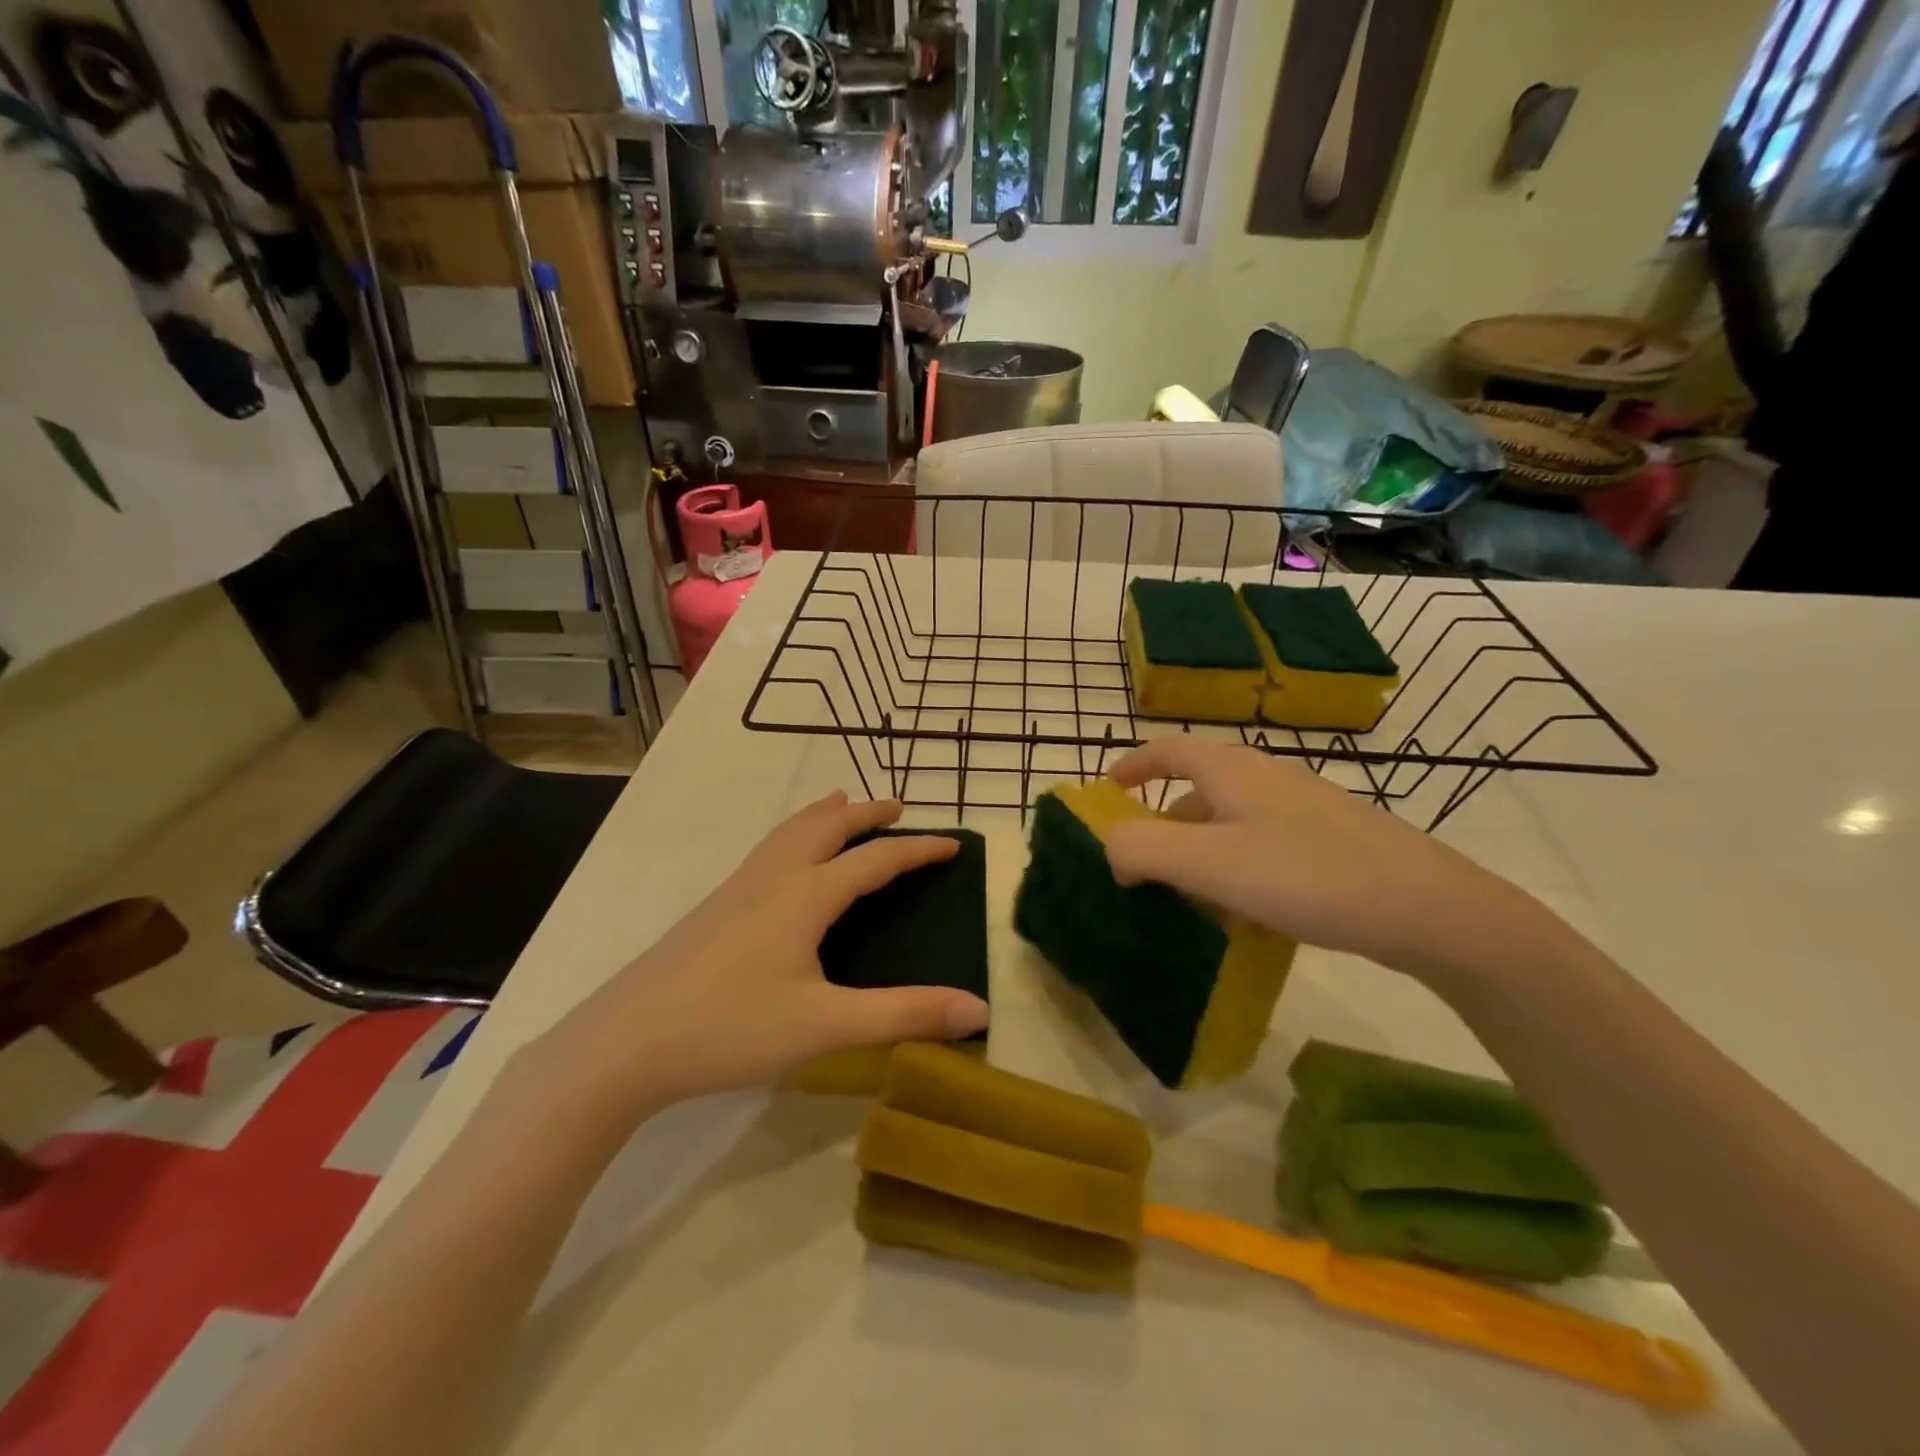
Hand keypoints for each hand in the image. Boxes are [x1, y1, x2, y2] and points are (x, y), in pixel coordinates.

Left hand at [536, 793, 990, 1121]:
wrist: (624, 1043)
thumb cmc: (730, 1029)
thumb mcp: (826, 1026)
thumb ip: (904, 1015)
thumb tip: (980, 1010)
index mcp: (805, 896)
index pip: (875, 859)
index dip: (917, 850)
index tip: (952, 844)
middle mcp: (773, 878)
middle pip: (827, 827)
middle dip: (866, 813)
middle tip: (898, 807)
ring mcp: (737, 888)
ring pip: (790, 832)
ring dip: (825, 815)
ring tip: (843, 805)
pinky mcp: (714, 907)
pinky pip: (768, 849)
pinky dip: (795, 833)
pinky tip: (786, 859)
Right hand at [1102, 738, 1533, 979]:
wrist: (1429, 909)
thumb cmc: (1306, 875)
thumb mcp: (1209, 863)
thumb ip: (1143, 848)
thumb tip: (1111, 850)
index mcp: (1232, 771)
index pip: (1168, 749)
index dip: (1132, 766)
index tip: (1107, 792)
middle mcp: (1267, 778)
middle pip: (1198, 789)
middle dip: (1163, 824)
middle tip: (1143, 867)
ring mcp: (1304, 809)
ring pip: (1232, 822)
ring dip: (1200, 853)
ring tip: (1189, 900)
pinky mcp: (1332, 841)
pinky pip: (1264, 846)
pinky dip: (1237, 869)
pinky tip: (1246, 913)